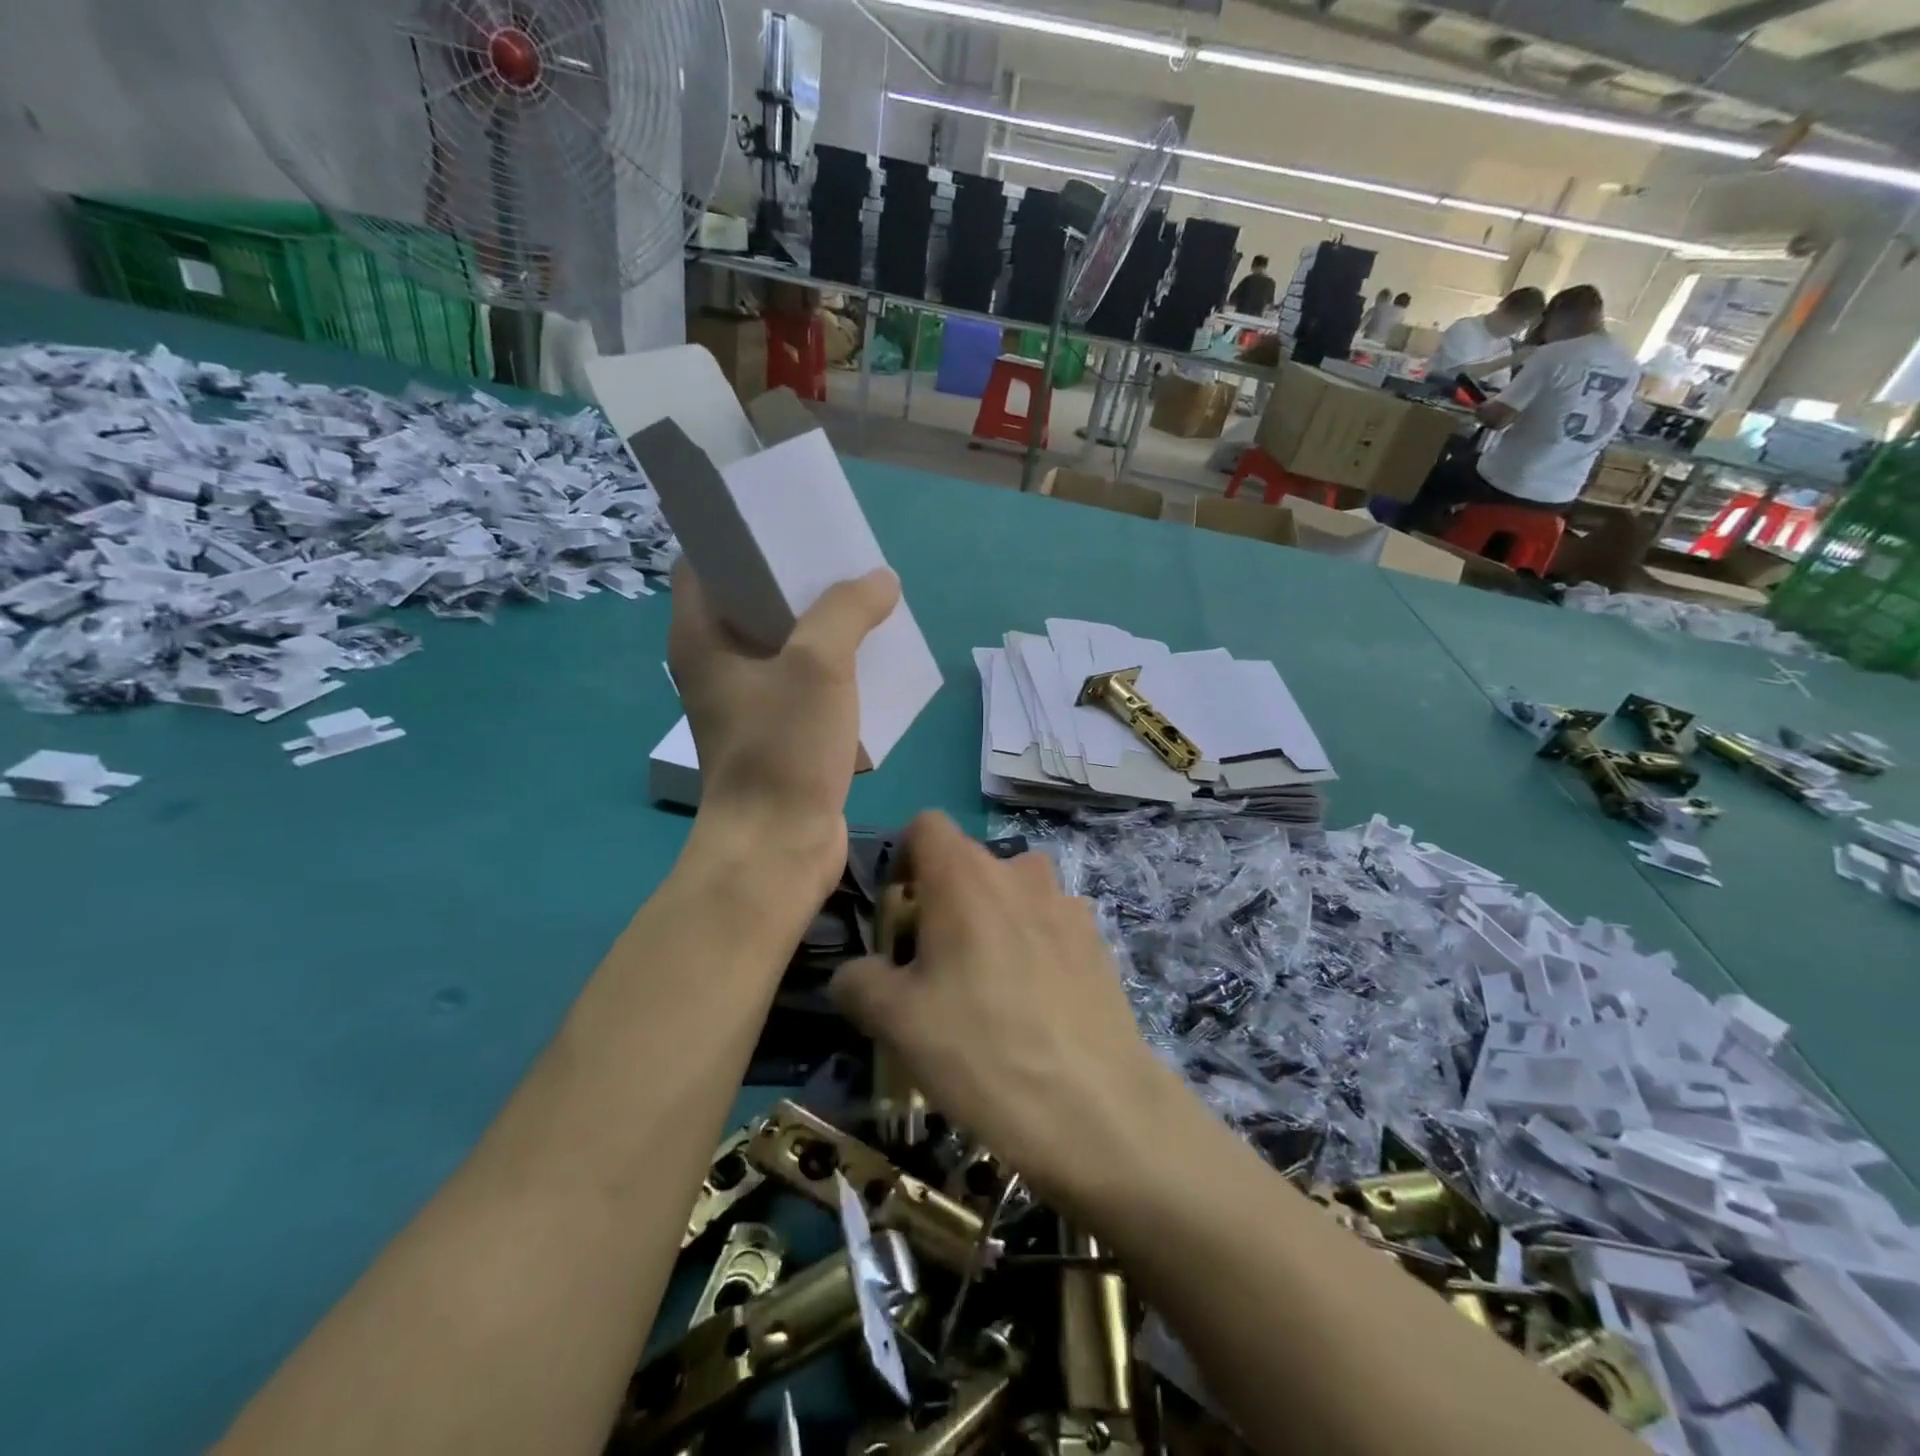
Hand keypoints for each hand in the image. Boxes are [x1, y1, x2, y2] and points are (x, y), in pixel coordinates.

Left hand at [668, 562, 899, 887]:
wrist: (779, 848)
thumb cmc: (783, 749)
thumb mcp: (819, 665)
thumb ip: (849, 610)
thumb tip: (881, 580)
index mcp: (701, 637)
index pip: (705, 562)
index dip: (742, 536)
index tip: (788, 522)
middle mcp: (716, 664)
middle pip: (752, 600)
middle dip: (797, 578)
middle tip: (844, 558)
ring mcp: (746, 702)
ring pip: (784, 644)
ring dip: (823, 624)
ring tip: (868, 601)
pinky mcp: (776, 732)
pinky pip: (803, 682)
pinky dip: (833, 667)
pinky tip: (872, 658)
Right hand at [830, 813, 1185, 1209]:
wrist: (1096, 1110)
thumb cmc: (981, 1051)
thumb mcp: (894, 1023)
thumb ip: (858, 981)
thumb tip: (855, 974)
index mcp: (965, 876)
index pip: (926, 825)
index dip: (904, 859)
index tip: (899, 913)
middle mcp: (1019, 873)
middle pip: (969, 864)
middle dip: (944, 901)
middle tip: (934, 966)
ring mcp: (1067, 904)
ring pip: (1013, 894)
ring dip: (993, 921)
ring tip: (988, 987)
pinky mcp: (1098, 941)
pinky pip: (1050, 925)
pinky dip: (1033, 947)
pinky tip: (1036, 1007)